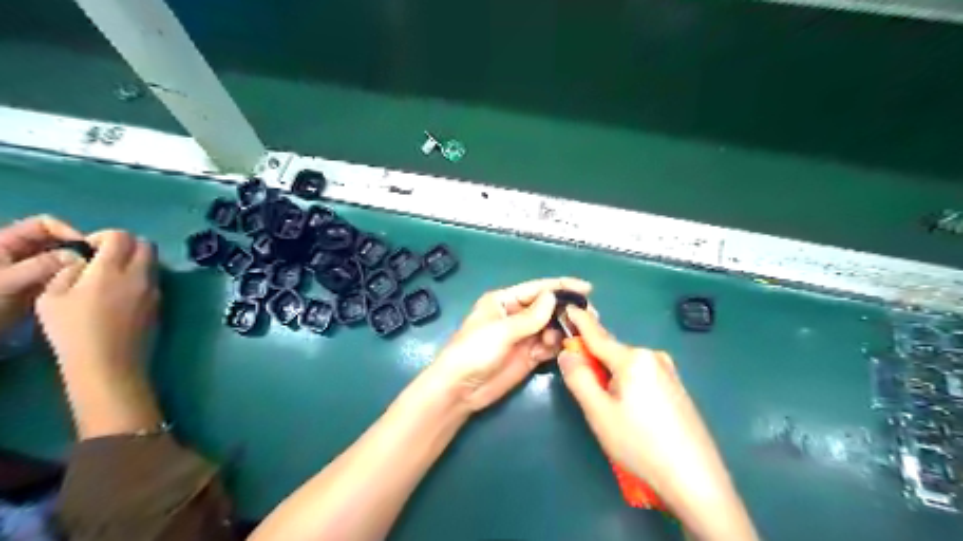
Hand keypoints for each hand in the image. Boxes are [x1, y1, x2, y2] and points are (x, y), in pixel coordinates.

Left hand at [0, 217, 81, 333]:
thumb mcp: (7, 281)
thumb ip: (41, 265)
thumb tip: (78, 256)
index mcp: (6, 242)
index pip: (44, 224)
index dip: (66, 230)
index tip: (86, 248)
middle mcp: (20, 251)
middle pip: (57, 240)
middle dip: (77, 249)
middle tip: (95, 263)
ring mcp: (29, 267)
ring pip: (62, 258)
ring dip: (77, 264)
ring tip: (90, 276)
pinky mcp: (38, 283)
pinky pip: (62, 274)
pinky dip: (73, 277)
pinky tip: (80, 287)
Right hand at [36, 229, 159, 435]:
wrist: (109, 364)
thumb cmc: (74, 332)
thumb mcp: (52, 298)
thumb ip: (69, 272)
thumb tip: (84, 261)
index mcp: (112, 270)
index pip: (121, 236)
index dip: (103, 236)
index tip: (88, 249)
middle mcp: (141, 276)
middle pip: (146, 244)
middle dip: (126, 244)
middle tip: (104, 258)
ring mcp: (156, 290)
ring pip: (154, 262)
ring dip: (136, 261)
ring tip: (112, 277)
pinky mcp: (162, 304)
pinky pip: (154, 280)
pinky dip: (142, 277)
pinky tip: (122, 294)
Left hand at [431, 276, 594, 411]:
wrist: (460, 389)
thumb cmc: (474, 351)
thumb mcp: (502, 330)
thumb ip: (530, 316)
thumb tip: (553, 296)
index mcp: (504, 301)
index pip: (537, 289)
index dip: (561, 286)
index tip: (586, 288)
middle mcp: (516, 315)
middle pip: (547, 307)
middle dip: (566, 309)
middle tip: (589, 315)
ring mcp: (523, 336)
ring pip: (551, 327)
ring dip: (565, 328)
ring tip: (580, 333)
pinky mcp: (529, 356)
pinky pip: (549, 346)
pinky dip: (559, 345)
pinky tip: (567, 346)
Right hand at [562, 306, 738, 509]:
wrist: (696, 479)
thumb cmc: (641, 444)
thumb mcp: (599, 412)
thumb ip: (579, 378)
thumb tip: (567, 352)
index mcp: (633, 358)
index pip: (597, 335)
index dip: (580, 322)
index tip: (568, 306)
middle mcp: (652, 356)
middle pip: (611, 353)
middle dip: (594, 361)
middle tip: (584, 389)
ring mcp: (668, 371)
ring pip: (626, 366)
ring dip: (610, 376)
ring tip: (609, 410)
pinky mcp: (676, 387)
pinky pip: (641, 376)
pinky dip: (627, 384)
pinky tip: (631, 413)